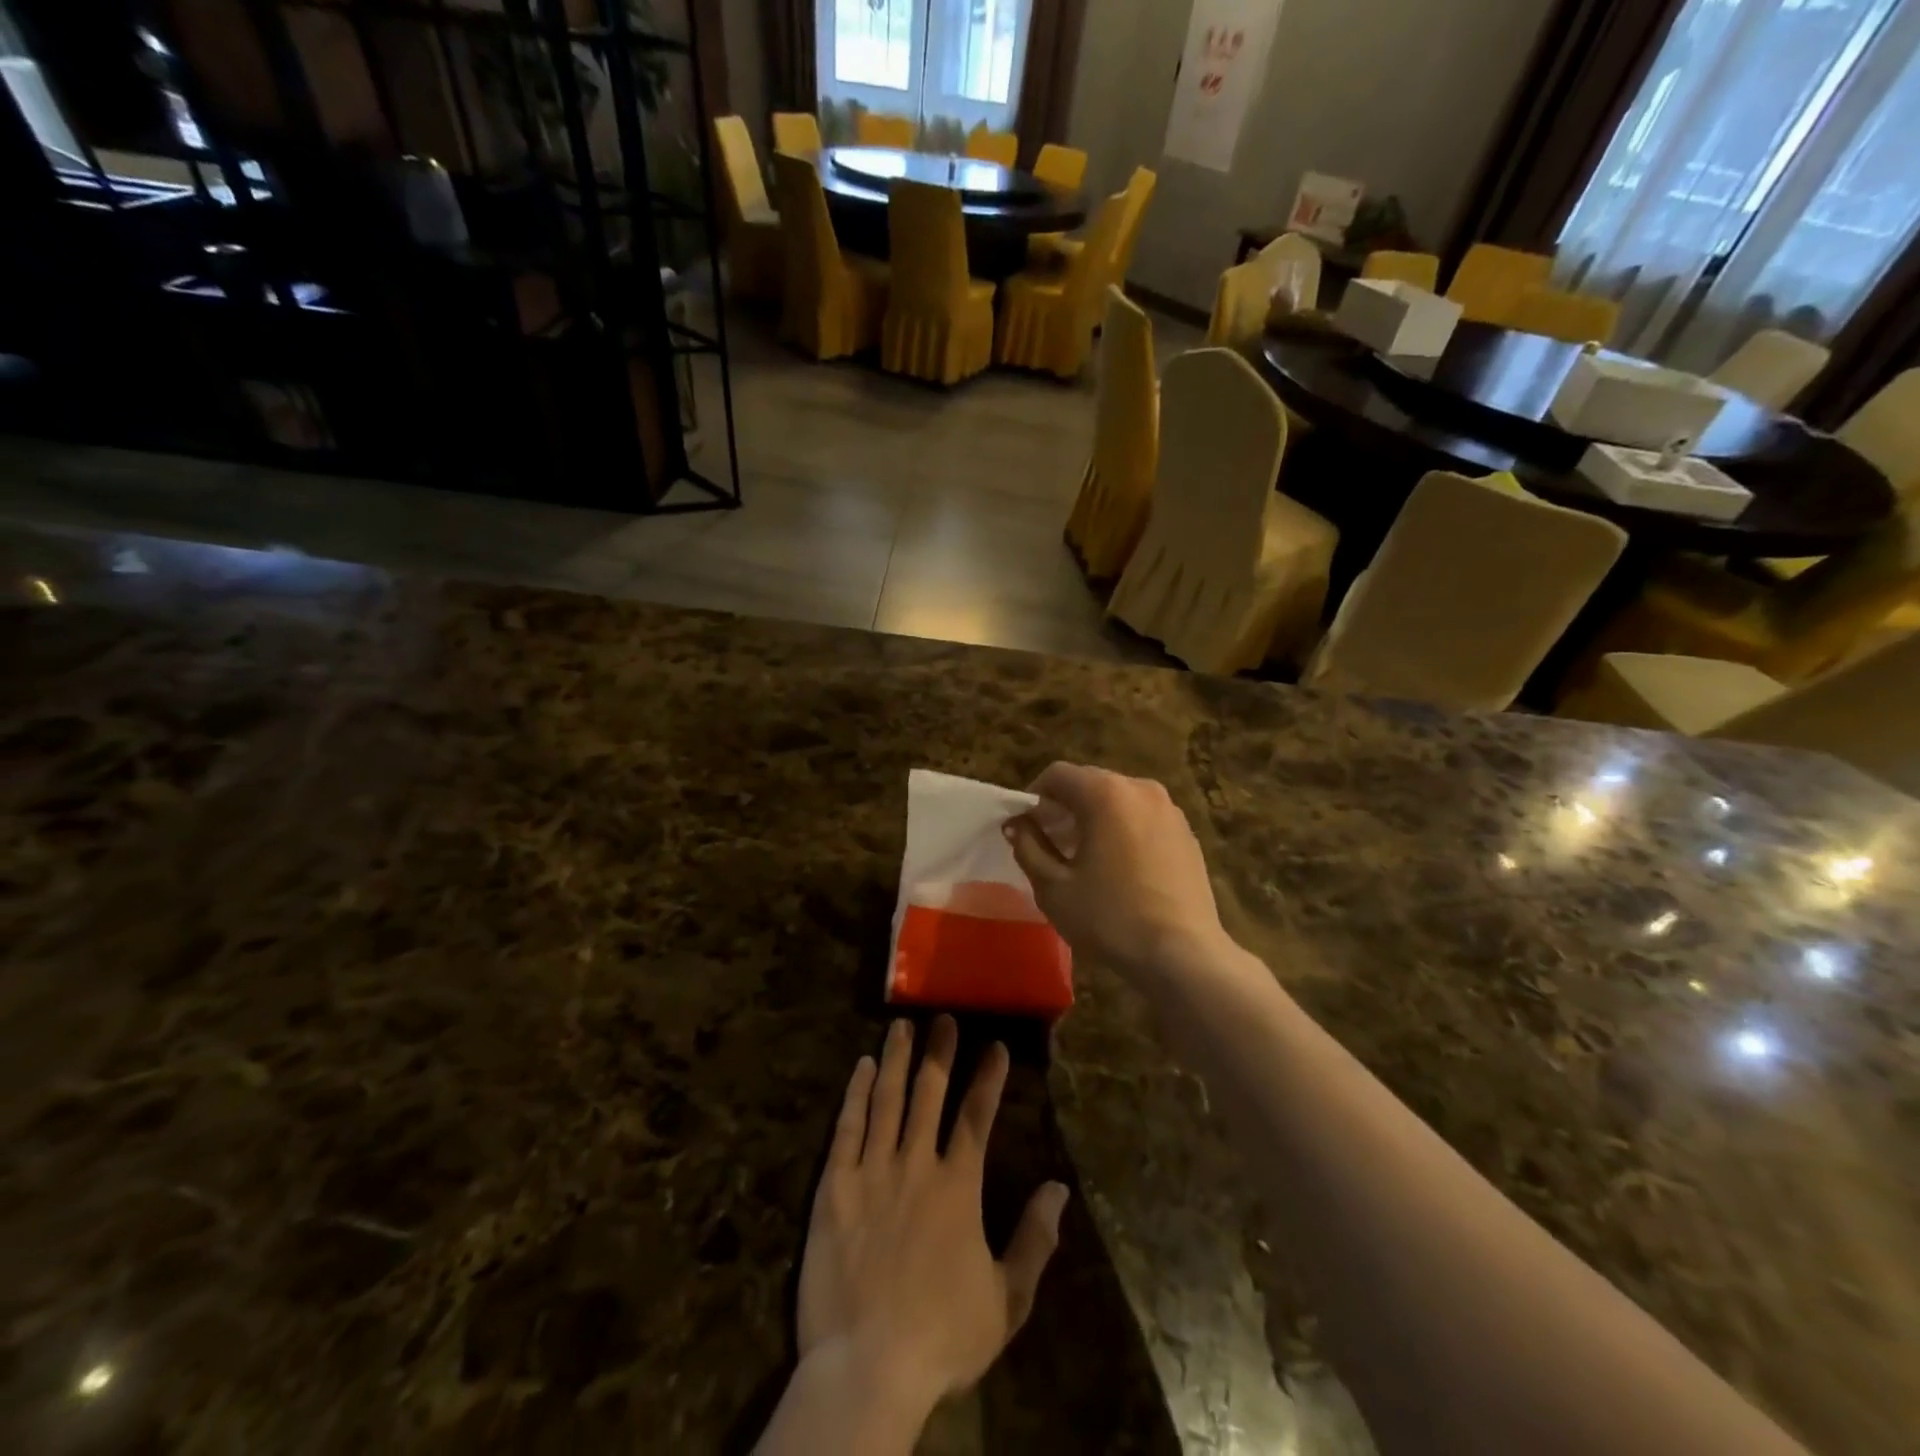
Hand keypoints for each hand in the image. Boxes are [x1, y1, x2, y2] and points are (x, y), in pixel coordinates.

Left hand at [796, 1016, 1068, 1421]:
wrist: (867, 1369)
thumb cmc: (941, 1338)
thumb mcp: (1007, 1301)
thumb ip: (1034, 1240)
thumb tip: (1059, 1188)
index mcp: (958, 1187)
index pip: (976, 1117)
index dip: (988, 1079)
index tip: (995, 1045)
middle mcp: (916, 1165)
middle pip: (929, 1094)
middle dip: (939, 1052)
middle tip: (943, 1017)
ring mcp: (872, 1171)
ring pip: (887, 1100)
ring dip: (897, 1059)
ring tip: (902, 1025)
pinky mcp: (834, 1186)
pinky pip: (847, 1128)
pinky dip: (855, 1094)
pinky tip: (861, 1067)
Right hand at [1004, 762, 1228, 975]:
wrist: (1183, 954)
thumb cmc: (1110, 918)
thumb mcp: (1054, 887)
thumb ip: (1028, 847)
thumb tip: (1017, 824)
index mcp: (1105, 793)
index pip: (1058, 775)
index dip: (1034, 797)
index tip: (1025, 827)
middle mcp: (1140, 788)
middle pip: (1090, 783)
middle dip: (1065, 806)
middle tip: (1050, 842)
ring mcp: (1169, 810)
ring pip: (1119, 800)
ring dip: (1095, 817)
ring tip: (1084, 856)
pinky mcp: (1186, 833)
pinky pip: (1143, 818)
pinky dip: (1123, 829)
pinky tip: (1119, 867)